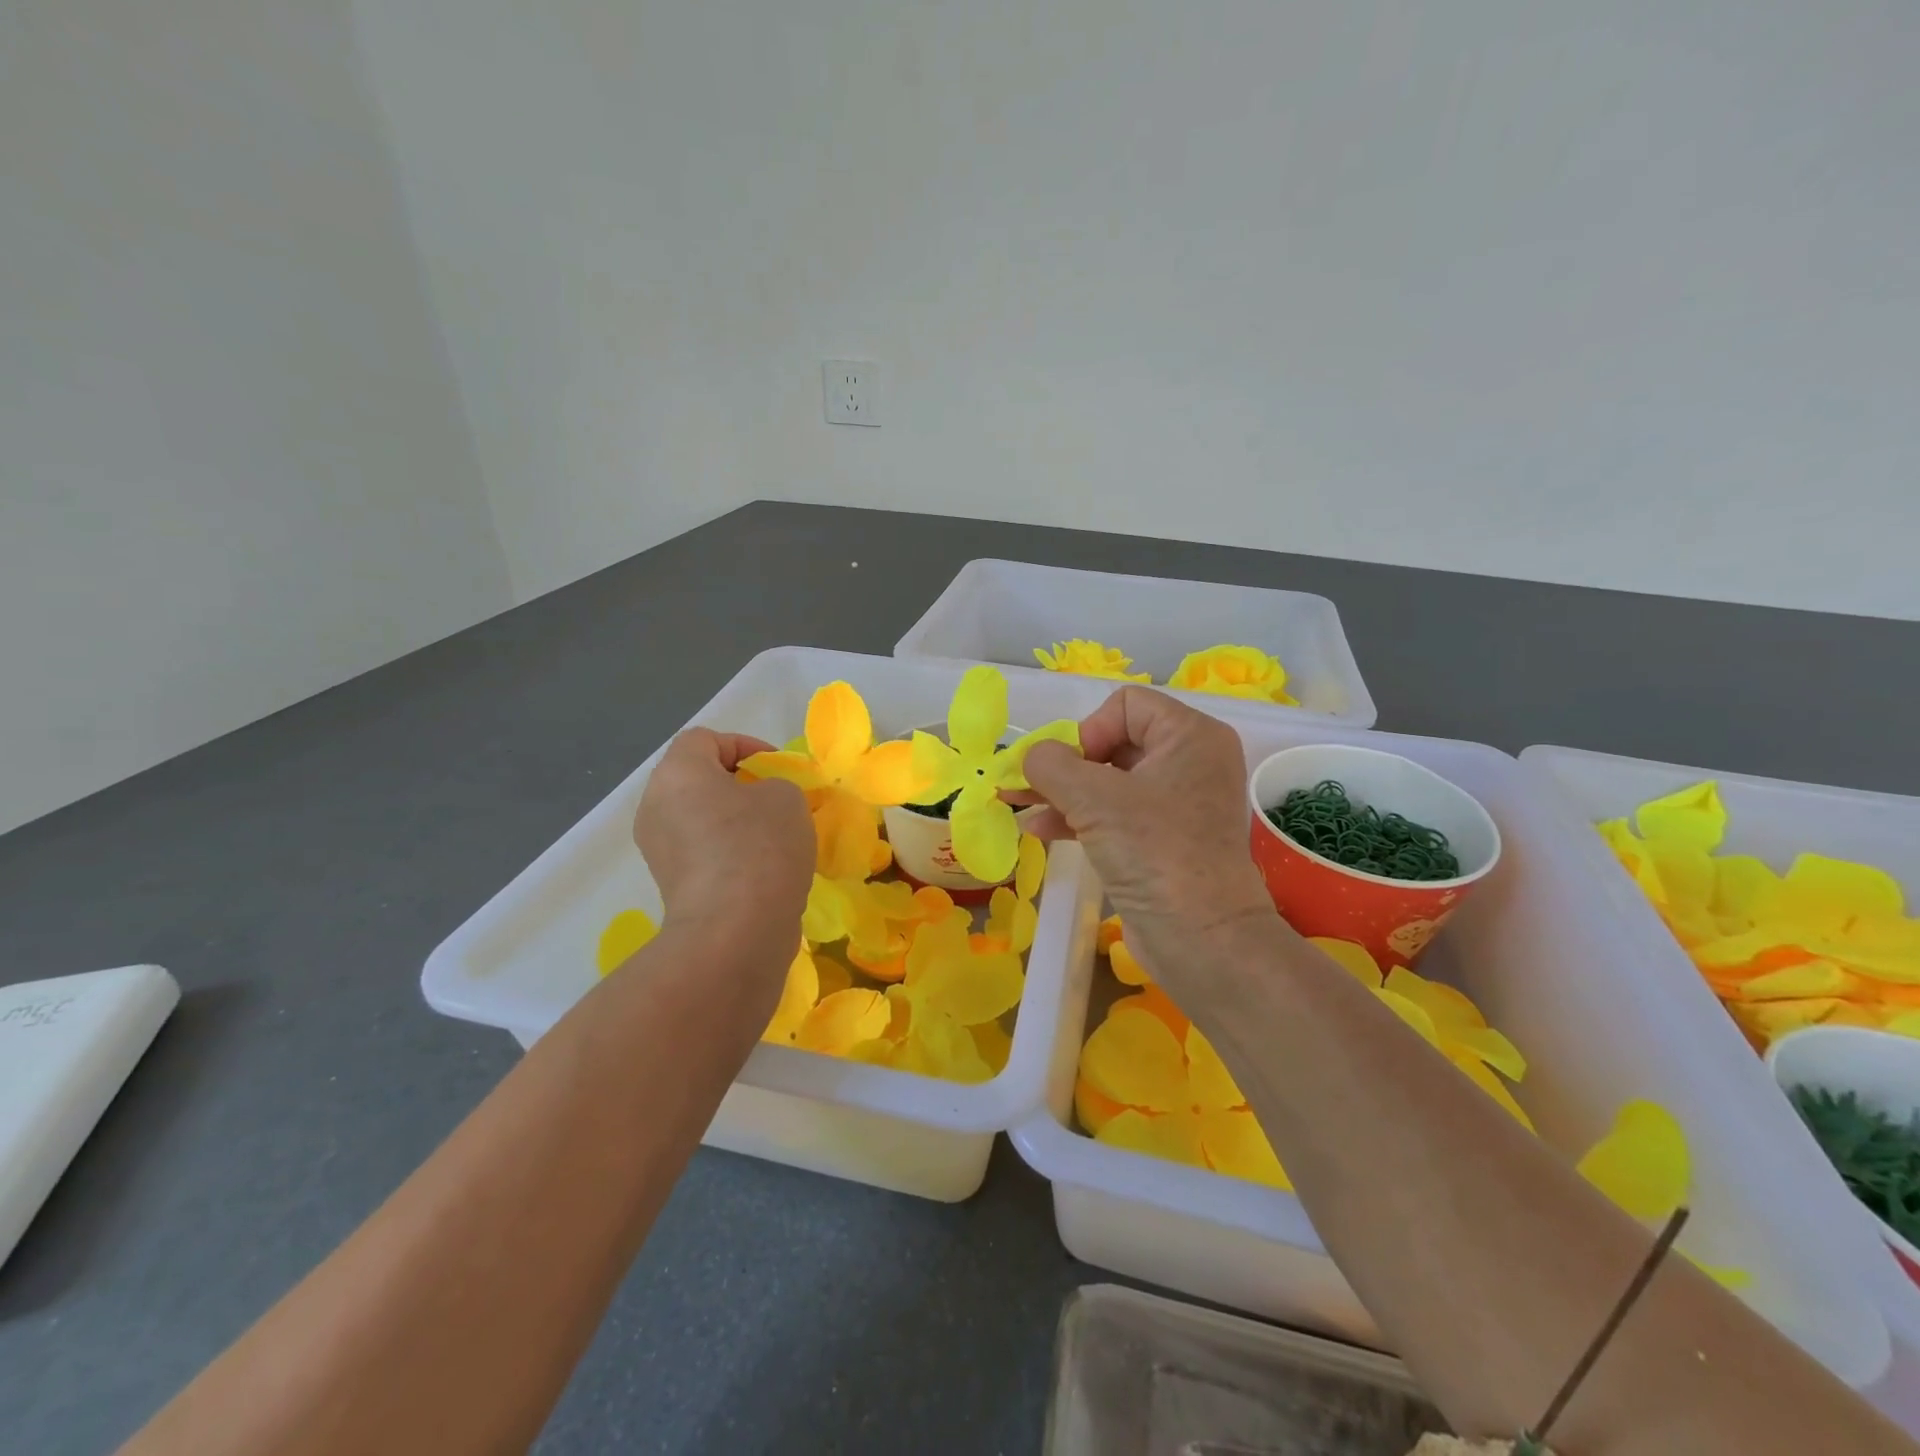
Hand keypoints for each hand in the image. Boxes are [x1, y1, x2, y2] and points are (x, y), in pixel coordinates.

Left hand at [634, 730, 812, 951]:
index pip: (706, 739)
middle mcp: (655, 806)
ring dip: (735, 822)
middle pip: (698, 780)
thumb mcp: (786, 797)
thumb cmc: (760, 847)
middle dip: (740, 786)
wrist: (734, 931)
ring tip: (775, 838)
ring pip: (700, 819)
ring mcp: (658, 850)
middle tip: (778, 801)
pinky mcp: (670, 887)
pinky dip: (729, 853)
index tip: (778, 769)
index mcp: (677, 774)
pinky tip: (763, 870)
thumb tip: (760, 804)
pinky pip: (702, 853)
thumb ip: (774, 785)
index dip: (745, 745)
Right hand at [1022, 688, 1279, 1009]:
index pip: (1126, 704)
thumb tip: (1032, 757)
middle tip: (1026, 784)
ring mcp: (1178, 802)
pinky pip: (1116, 812)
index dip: (1088, 729)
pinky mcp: (1164, 838)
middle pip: (1114, 740)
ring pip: (1110, 780)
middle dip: (1065, 763)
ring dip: (1063, 790)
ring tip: (1019, 803)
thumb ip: (1051, 764)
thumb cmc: (1153, 852)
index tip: (1069, 769)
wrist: (1201, 938)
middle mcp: (1190, 760)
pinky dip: (1080, 816)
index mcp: (1190, 735)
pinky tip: (1041, 829)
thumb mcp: (1093, 799)